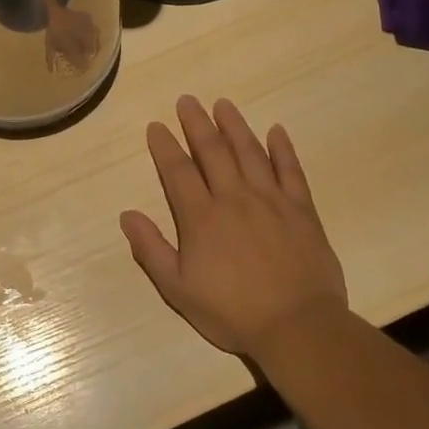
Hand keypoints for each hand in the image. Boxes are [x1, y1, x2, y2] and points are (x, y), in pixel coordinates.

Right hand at [120, 96, 347, 356]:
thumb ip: (151, 249)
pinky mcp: (301, 211)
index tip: (156, 126)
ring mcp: (271, 201)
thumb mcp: (177, 289)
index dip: (165, 146)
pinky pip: (291, 171)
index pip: (177, 171)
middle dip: (197, 123)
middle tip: (187, 100)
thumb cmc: (231, 311)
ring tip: (223, 104)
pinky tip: (276, 131)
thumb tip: (127, 215)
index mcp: (201, 217)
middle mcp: (234, 198)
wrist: (298, 328)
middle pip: (213, 151)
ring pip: (250, 153)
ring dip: (235, 126)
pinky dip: (283, 149)